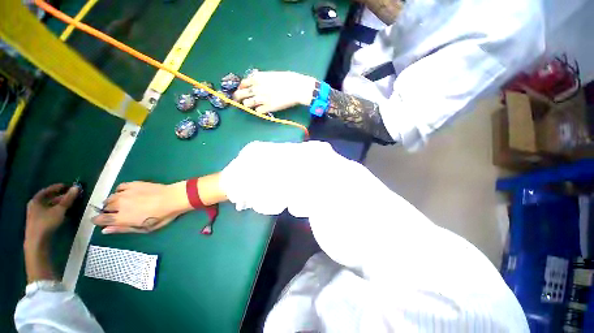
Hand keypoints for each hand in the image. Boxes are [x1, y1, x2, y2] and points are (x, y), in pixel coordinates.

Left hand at [26, 184, 78, 242]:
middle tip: (71, 196)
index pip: (47, 190)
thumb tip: (76, 187)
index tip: (67, 186)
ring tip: (70, 204)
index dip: (57, 187)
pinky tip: (63, 213)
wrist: (37, 242)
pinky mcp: (39, 222)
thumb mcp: (59, 210)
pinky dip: (56, 211)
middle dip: (60, 197)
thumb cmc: (46, 223)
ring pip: (49, 206)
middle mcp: (34, 206)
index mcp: (36, 200)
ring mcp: (36, 215)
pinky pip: (49, 213)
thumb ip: (68, 199)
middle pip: (48, 199)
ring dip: (59, 205)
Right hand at [92, 181, 191, 233]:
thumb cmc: (162, 215)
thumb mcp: (145, 228)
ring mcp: (126, 192)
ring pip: (110, 197)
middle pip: (105, 207)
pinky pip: (120, 187)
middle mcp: (119, 204)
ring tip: (121, 204)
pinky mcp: (133, 184)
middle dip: (107, 211)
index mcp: (121, 217)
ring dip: (112, 201)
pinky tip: (127, 194)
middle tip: (116, 213)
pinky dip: (120, 191)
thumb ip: (123, 229)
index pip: (101, 219)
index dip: (98, 221)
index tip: (99, 221)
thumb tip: (105, 230)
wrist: (173, 198)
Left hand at [233, 71, 315, 112]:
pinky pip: (258, 111)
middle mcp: (256, 88)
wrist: (296, 88)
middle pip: (240, 95)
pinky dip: (259, 111)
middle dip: (237, 98)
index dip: (241, 88)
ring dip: (248, 105)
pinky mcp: (268, 108)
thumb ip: (260, 78)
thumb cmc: (286, 79)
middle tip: (239, 101)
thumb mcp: (270, 74)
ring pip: (247, 104)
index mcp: (256, 78)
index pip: (242, 84)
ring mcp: (261, 99)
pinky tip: (262, 109)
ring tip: (253, 105)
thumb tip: (254, 81)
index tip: (242, 91)